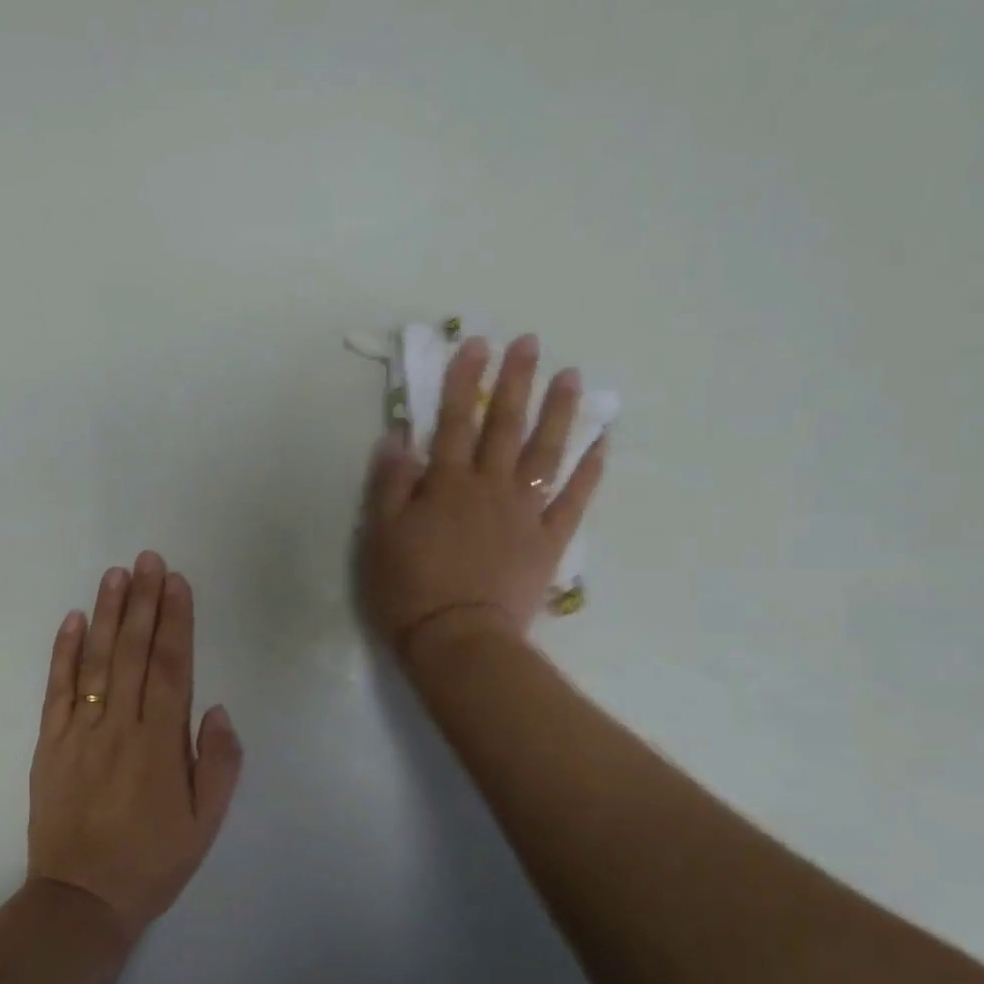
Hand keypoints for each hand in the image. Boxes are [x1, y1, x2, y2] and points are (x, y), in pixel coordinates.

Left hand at [28, 552, 243, 941]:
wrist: (81, 900)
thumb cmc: (153, 862)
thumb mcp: (206, 824)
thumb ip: (219, 764)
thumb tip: (216, 708)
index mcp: (160, 744)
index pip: (170, 667)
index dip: (175, 621)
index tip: (177, 582)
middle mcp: (120, 727)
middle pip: (132, 652)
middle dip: (143, 602)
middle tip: (147, 559)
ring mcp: (79, 733)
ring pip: (94, 662)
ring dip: (106, 614)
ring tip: (116, 574)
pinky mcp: (48, 745)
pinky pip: (55, 691)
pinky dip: (62, 653)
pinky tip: (72, 620)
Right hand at [358, 335, 606, 662]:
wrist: (459, 640)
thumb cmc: (409, 590)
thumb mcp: (380, 537)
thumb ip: (390, 484)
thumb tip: (397, 437)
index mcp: (447, 485)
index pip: (453, 422)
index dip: (462, 382)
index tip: (475, 346)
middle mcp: (491, 487)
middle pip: (505, 426)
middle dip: (514, 382)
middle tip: (528, 344)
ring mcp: (526, 512)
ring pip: (546, 452)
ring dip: (559, 411)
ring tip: (571, 376)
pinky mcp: (550, 540)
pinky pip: (575, 497)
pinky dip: (591, 468)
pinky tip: (602, 441)